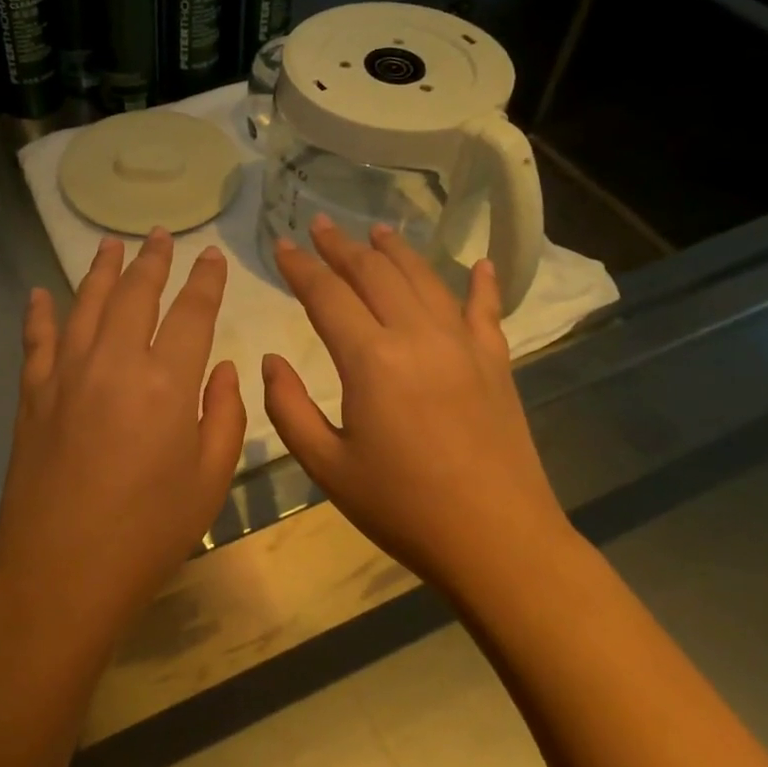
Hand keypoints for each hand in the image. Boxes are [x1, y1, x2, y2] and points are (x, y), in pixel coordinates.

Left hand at [0, 230, 245, 659]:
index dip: (205, 281)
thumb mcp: (210, 482)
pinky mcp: (33, 393)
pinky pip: (36, 340)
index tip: (210, 256)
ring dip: (100, 270)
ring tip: (110, 244)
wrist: (60, 572)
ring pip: (85, 303)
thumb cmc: (148, 534)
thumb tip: (221, 368)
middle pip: (135, 293)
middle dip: (152, 260)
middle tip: (159, 235)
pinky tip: (38, 293)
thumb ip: (224, 416)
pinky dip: (39, 313)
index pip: (191, 313)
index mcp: (167, 383)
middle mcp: (114, 362)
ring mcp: (66, 374)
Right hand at [262, 215, 572, 596]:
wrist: (497, 541)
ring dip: (396, 252)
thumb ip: (289, 408)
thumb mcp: (327, 467)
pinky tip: (480, 263)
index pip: (327, 295)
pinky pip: (485, 311)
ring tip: (377, 231)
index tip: (281, 244)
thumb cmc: (402, 507)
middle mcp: (417, 336)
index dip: (300, 267)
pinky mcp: (496, 363)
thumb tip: (270, 360)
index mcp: (371, 360)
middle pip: (375, 274)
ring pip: (425, 279)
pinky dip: (481, 283)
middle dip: (342, 246)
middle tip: (320, 224)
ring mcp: (463, 345)